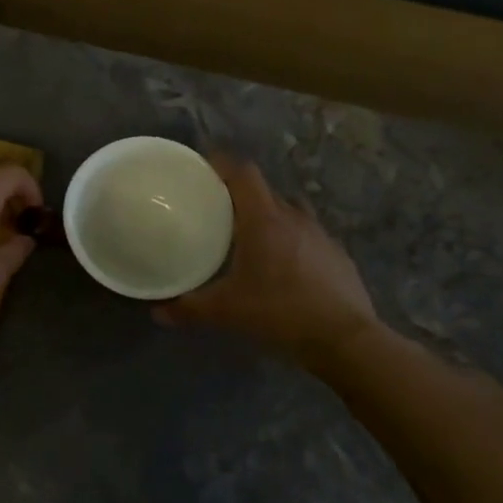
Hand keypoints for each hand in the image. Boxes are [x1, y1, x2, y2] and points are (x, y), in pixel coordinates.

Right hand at [156, 156, 381, 362]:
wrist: (345, 339)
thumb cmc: (280, 312)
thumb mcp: (227, 312)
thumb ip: (189, 308)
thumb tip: (157, 312)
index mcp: (264, 219)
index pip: (243, 172)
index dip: (222, 164)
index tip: (202, 169)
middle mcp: (293, 217)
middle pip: (264, 191)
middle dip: (240, 195)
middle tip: (217, 210)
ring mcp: (320, 234)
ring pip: (289, 211)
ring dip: (268, 216)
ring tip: (250, 237)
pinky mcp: (337, 254)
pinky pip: (307, 235)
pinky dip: (291, 240)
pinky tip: (283, 266)